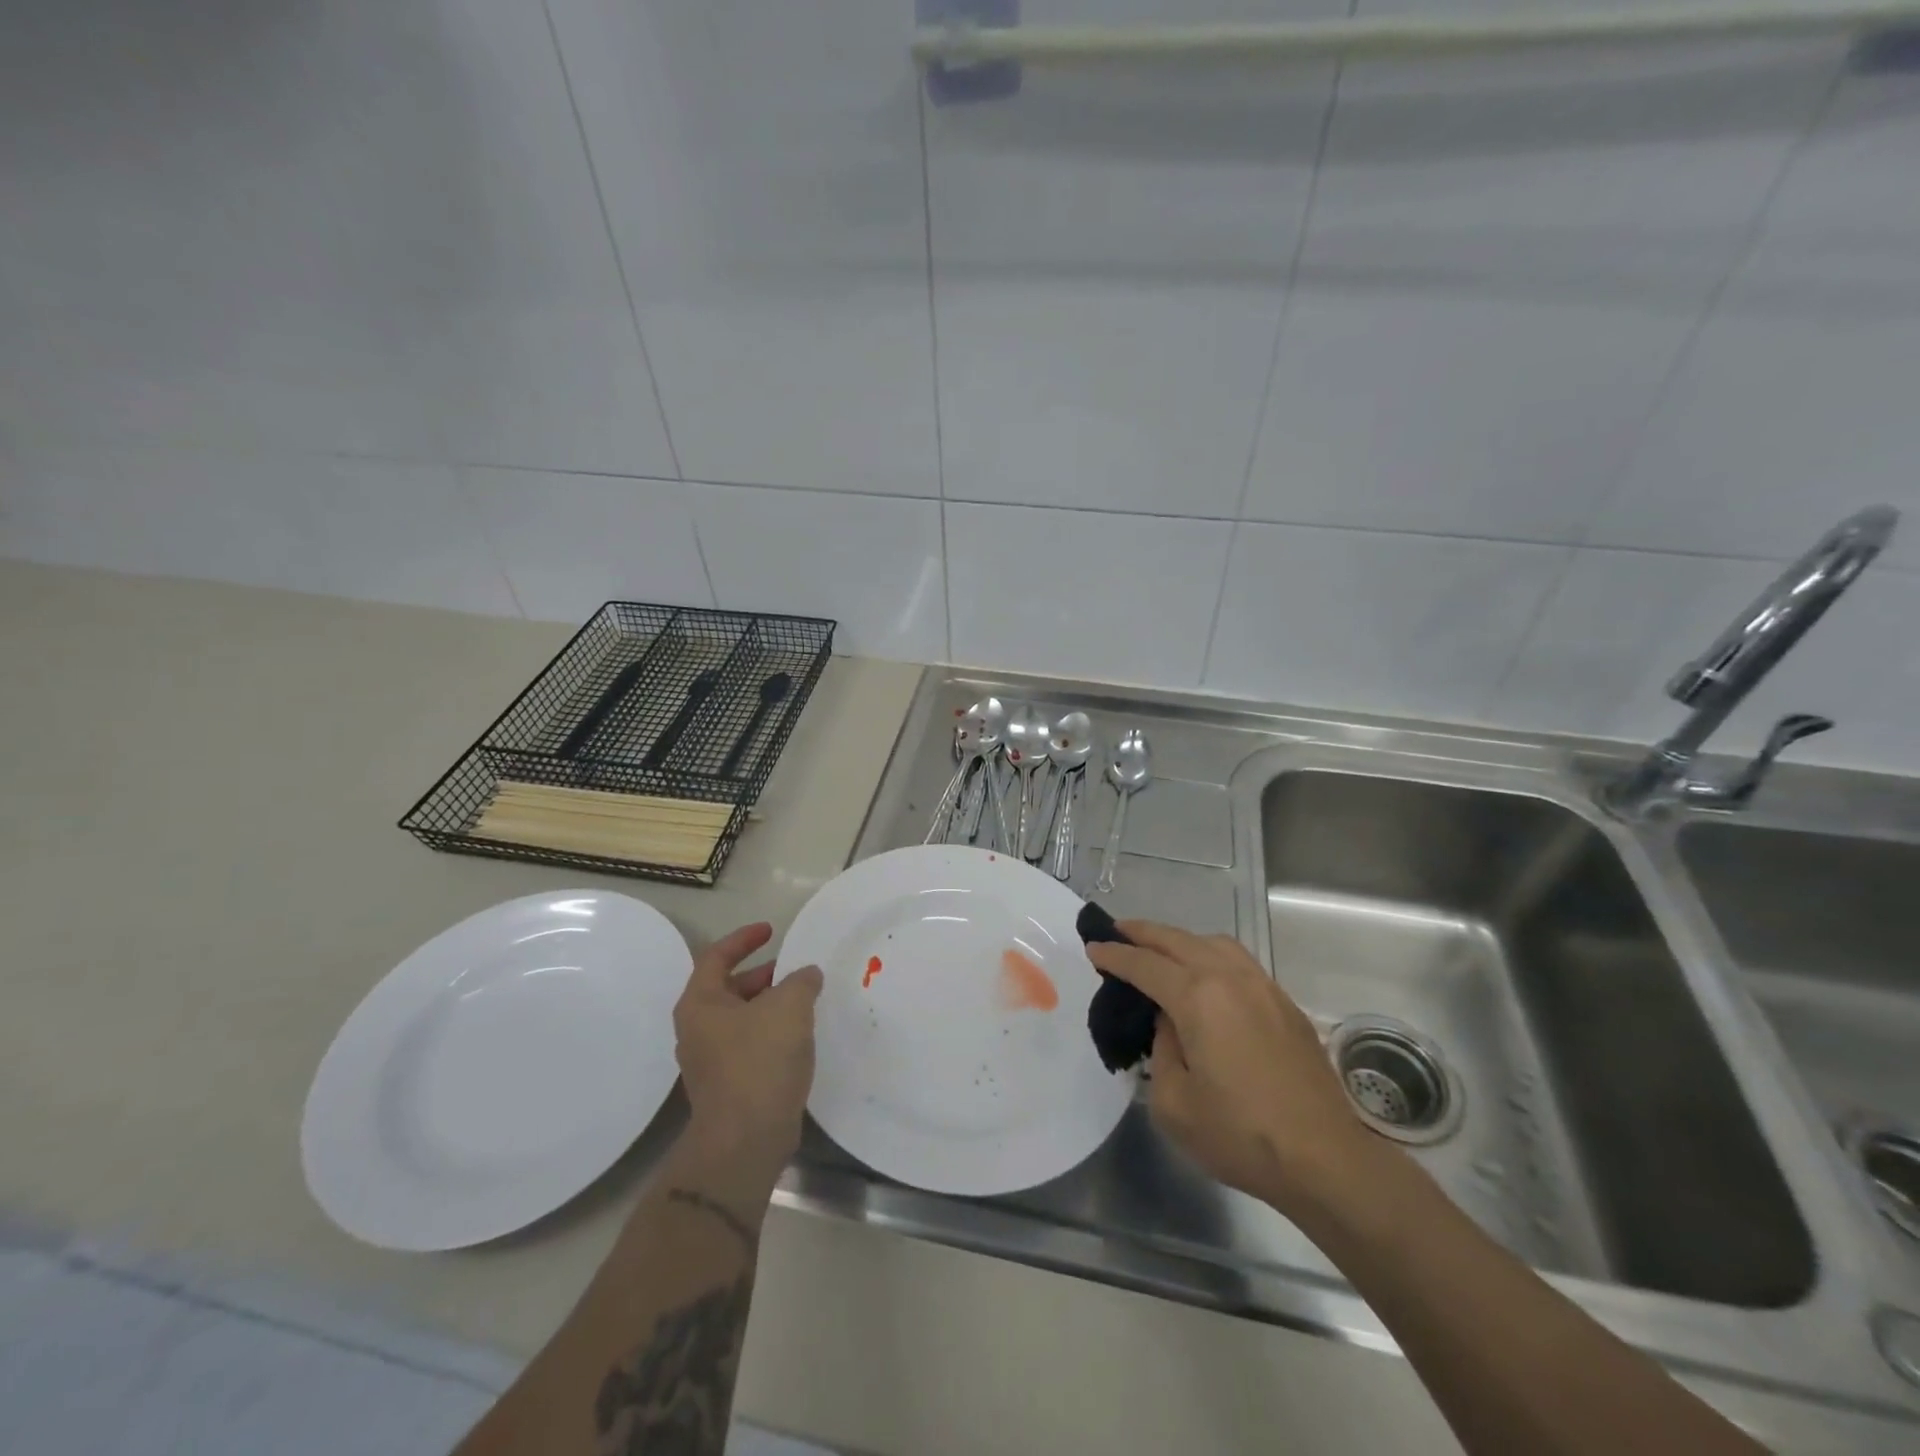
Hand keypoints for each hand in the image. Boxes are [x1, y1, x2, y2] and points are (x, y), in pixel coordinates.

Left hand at [673, 922, 822, 1169]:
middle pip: (728, 987)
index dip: (744, 938)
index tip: (771, 930)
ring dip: (770, 1004)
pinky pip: (750, 1043)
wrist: (745, 1140)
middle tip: (794, 969)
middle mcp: (698, 1028)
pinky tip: (799, 1035)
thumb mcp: (788, 1007)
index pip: (716, 956)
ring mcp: (711, 1060)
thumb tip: (806, 974)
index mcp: (700, 1003)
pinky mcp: (728, 1084)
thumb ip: (800, 980)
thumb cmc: (760, 1061)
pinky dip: (772, 1031)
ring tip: (804, 1000)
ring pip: (742, 1017)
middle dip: (762, 974)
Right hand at [1086, 921, 1377, 1214]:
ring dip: (1180, 939)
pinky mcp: (1284, 1003)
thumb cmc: (1241, 1135)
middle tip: (1117, 931)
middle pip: (1178, 940)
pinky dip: (1210, 954)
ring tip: (1160, 948)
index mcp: (1198, 998)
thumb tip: (1171, 1024)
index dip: (1115, 955)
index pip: (1145, 965)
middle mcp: (1229, 978)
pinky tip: (1205, 974)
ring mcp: (1262, 987)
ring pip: (1213, 942)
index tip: (1093, 948)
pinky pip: (1238, 960)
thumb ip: (1161, 1050)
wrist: (1324, 1158)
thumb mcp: (1174, 1103)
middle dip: (1143, 932)